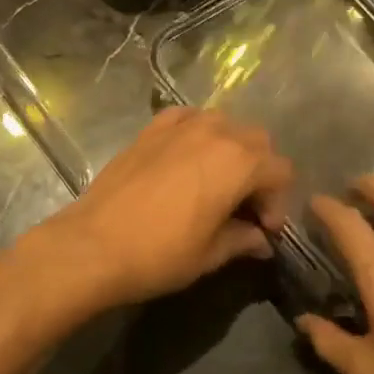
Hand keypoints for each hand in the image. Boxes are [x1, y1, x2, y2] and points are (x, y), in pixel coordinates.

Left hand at [30, 108, 293, 311]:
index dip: (278, 202)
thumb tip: (261, 241)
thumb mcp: (210, 254)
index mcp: (239, 162)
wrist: (93, 244)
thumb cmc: (159, 254)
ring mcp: (181, 125)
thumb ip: (243, 240)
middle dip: (259, 172)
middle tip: (244, 207)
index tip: (262, 230)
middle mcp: (216, 132)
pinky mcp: (151, 128)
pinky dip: (197, 133)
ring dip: (231, 149)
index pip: (281, 171)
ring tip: (216, 182)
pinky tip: (186, 159)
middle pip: (258, 141)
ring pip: (225, 124)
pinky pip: (188, 118)